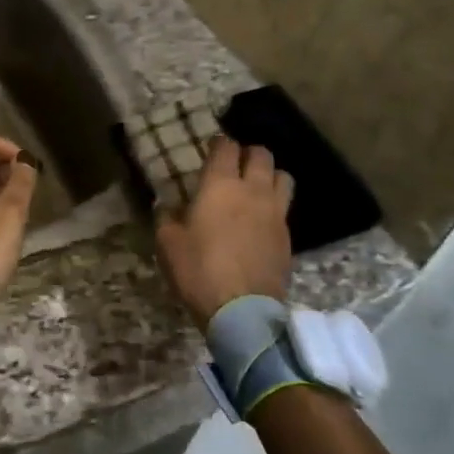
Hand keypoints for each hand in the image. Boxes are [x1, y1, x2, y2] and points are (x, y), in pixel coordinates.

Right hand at [156, 136, 294, 329]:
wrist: (242, 310)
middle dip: (248, 153)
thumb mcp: (168, 243)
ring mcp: (275, 212)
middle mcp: (253, 190)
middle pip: (261, 154)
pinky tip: (261, 219)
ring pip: (282, 176)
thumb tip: (166, 204)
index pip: (226, 147)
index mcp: (220, 185)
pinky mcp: (287, 235)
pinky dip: (275, 204)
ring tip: (256, 186)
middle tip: (234, 165)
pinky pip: (284, 207)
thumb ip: (166, 217)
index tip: (211, 148)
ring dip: (269, 175)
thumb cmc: (198, 270)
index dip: (219, 143)